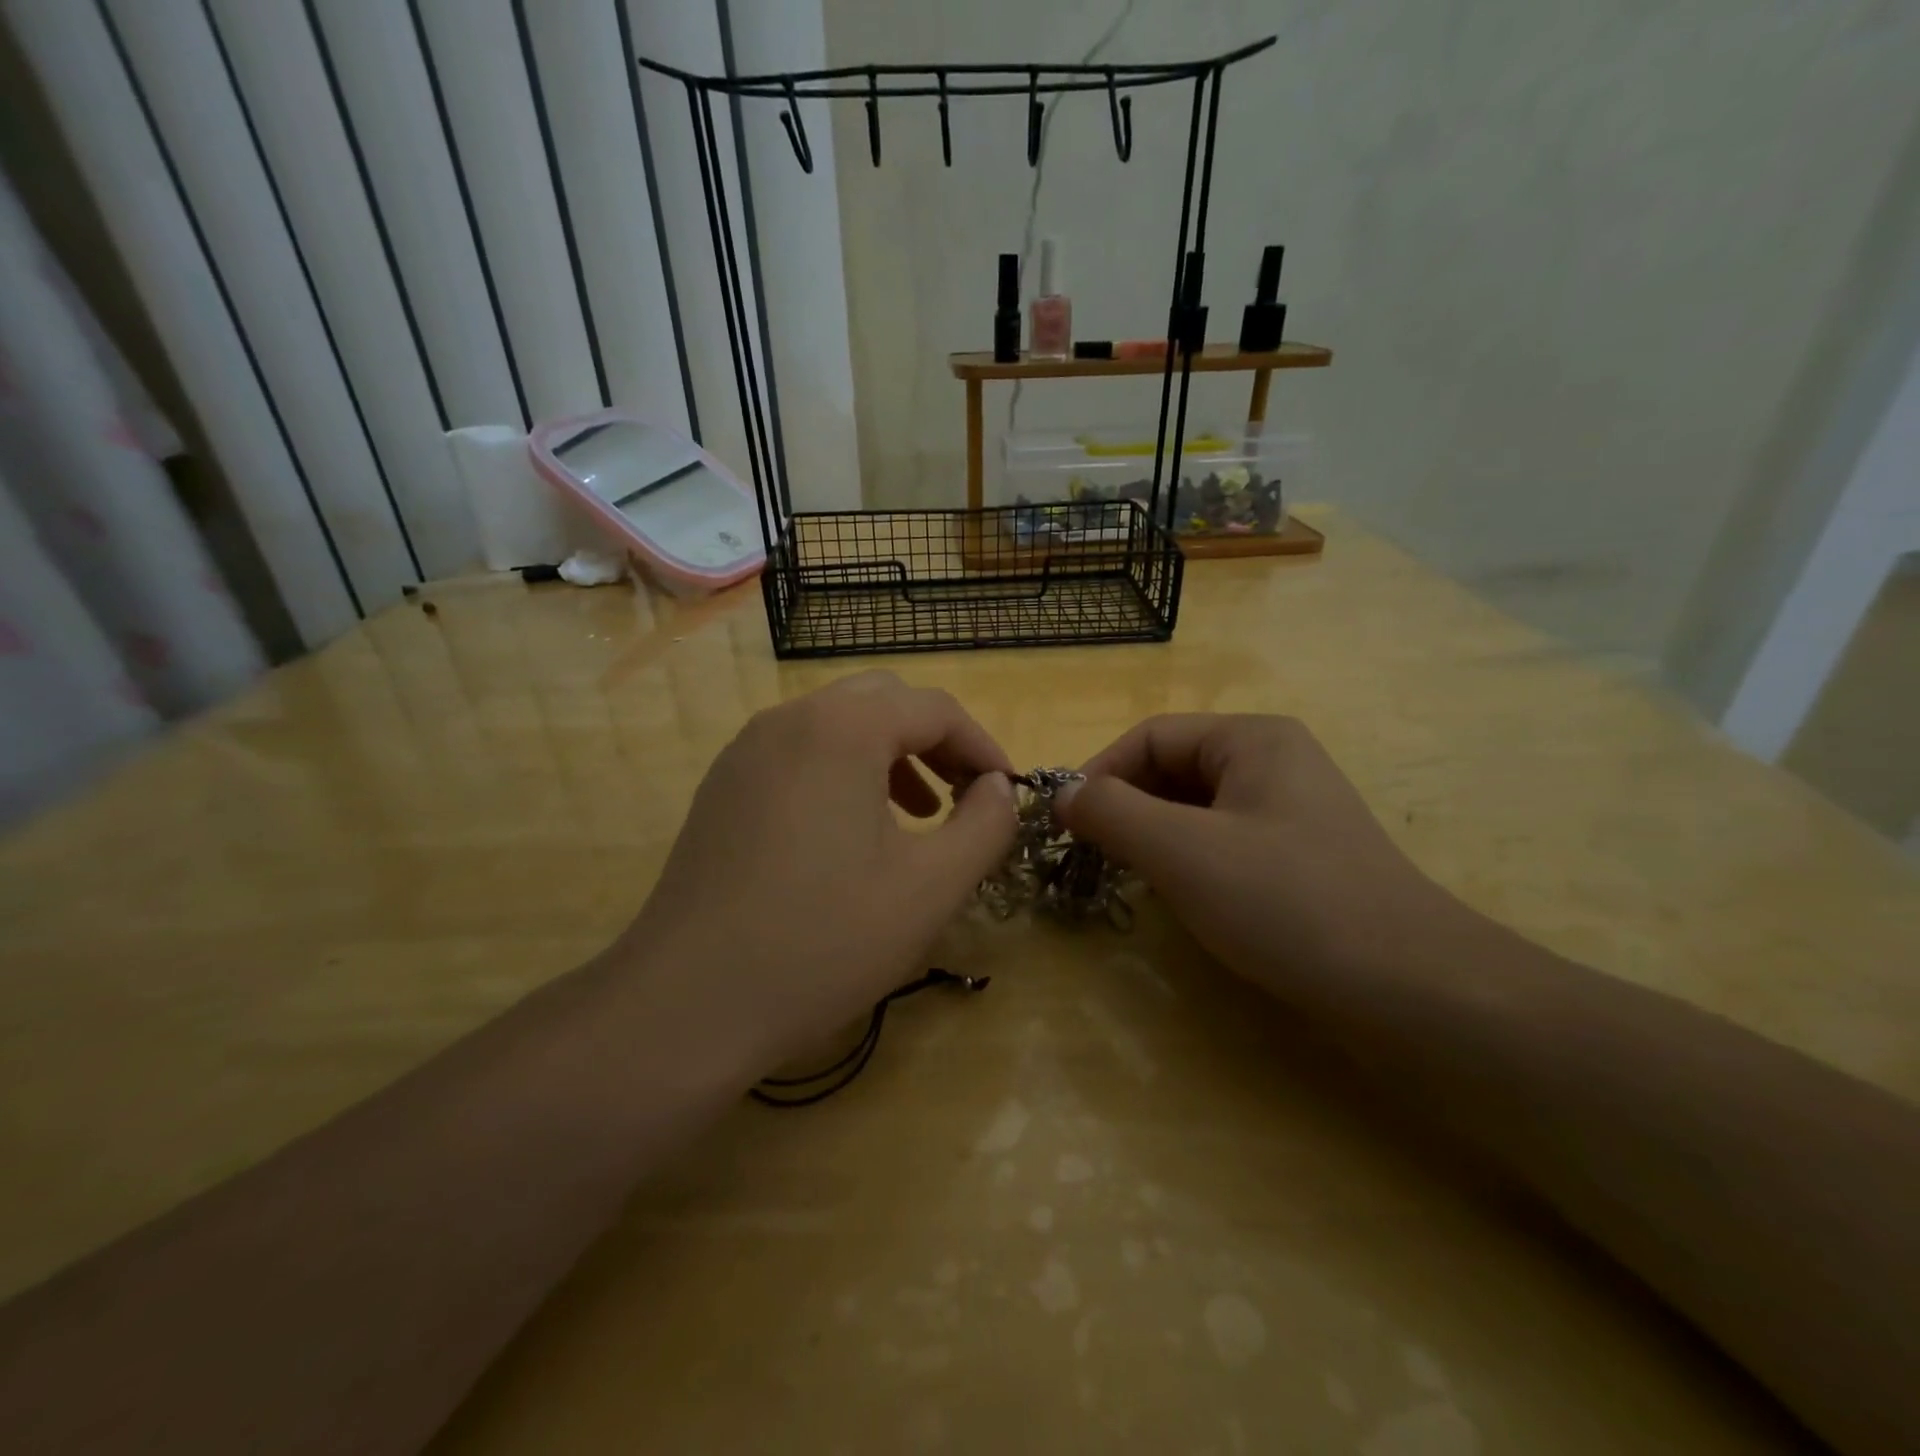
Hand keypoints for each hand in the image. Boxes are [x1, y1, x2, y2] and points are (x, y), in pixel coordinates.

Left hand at [613, 672, 1017, 1076]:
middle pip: (883, 700)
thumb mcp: (931, 887)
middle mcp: (789, 720)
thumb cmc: (823, 941)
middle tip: (963, 794)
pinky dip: (843, 771)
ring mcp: (746, 751)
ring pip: (837, 724)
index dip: (982, 745)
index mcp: (842, 728)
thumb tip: (999, 787)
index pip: (934, 708)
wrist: (688, 1004)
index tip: (1006, 792)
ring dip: (889, 754)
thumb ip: (985, 825)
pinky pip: (799, 754)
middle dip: (935, 741)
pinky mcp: (723, 786)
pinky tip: (852, 833)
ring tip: (918, 814)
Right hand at [1059, 714, 1472, 994]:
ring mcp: (1291, 812)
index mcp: (1251, 739)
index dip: (1098, 773)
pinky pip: (1222, 842)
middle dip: (1125, 808)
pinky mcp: (1299, 859)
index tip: (1063, 823)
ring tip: (1125, 877)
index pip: (1150, 737)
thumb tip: (1060, 793)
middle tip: (1089, 856)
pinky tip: (1177, 897)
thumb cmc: (1287, 902)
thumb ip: (1111, 813)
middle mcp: (1273, 763)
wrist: (1413, 989)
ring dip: (1152, 837)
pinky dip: (1186, 861)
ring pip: (1195, 810)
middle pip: (1173, 770)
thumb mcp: (1182, 852)